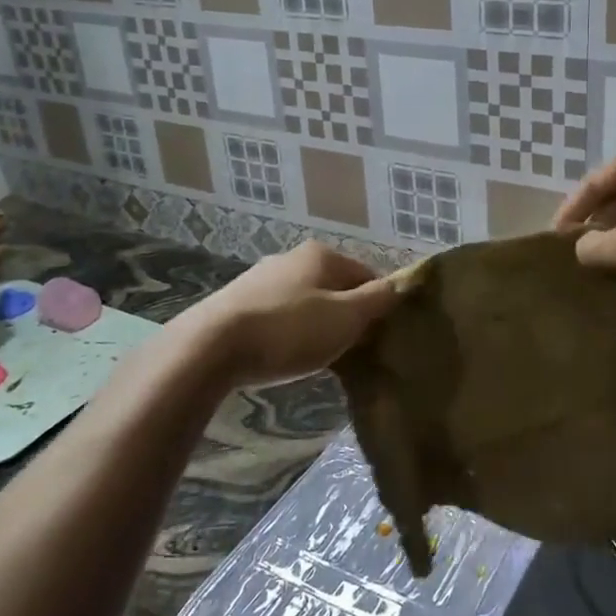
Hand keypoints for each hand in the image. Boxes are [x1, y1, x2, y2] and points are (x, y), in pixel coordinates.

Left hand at [177, 242, 403, 389]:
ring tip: (322, 360)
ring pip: (307, 302)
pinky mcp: (238, 303)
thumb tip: (404, 283)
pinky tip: (287, 357)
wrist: (210, 347)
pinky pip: (279, 316)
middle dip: (348, 317)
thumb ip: (378, 300)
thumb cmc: (289, 330)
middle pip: (336, 288)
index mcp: (322, 255)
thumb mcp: (345, 318)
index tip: (383, 337)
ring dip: (318, 327)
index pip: (367, 275)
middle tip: (356, 352)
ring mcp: (261, 279)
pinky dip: (290, 333)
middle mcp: (291, 258)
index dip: (380, 305)